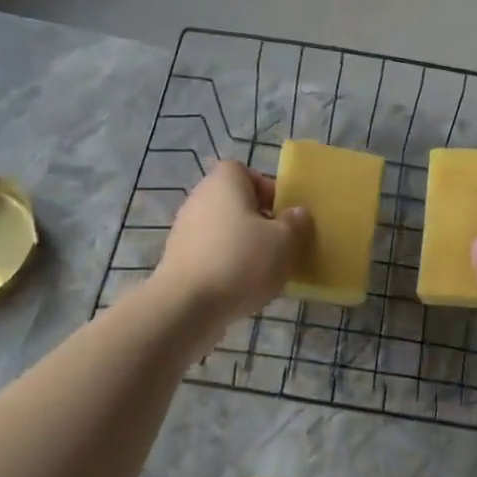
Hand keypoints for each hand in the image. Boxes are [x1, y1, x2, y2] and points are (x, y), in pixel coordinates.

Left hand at [153, 161, 308, 327]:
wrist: (186, 305)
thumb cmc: (240, 261)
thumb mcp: (284, 241)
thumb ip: (295, 223)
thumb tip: (297, 213)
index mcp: (224, 183)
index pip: (244, 171)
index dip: (266, 188)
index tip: (283, 213)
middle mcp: (200, 198)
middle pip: (234, 201)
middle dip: (258, 220)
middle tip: (279, 242)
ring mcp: (185, 229)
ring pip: (223, 229)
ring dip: (243, 244)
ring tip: (264, 270)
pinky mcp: (178, 259)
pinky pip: (211, 253)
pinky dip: (227, 264)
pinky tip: (242, 287)